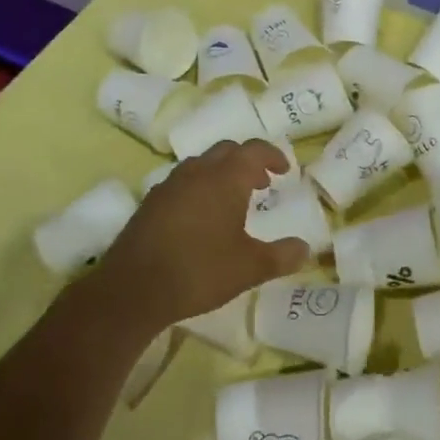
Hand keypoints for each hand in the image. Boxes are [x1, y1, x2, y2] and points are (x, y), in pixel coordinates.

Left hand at [90, 140, 309, 331]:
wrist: (134, 288)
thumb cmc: (200, 271)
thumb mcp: (250, 268)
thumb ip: (281, 256)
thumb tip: (305, 249)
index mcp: (225, 178)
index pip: (253, 150)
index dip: (272, 155)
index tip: (284, 170)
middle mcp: (197, 172)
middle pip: (226, 151)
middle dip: (247, 161)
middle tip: (261, 183)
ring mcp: (169, 185)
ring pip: (201, 164)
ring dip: (221, 173)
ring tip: (232, 199)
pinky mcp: (150, 202)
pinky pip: (182, 182)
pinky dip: (199, 188)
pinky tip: (200, 217)